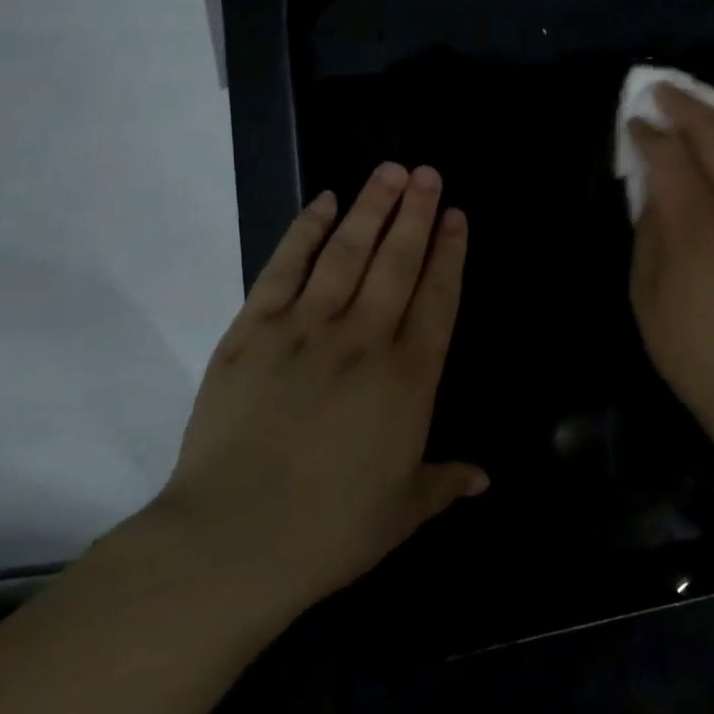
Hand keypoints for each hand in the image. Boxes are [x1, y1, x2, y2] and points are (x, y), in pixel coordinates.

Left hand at [150, 163, 484, 628]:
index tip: (456, 215)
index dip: (449, 253)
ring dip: (370, 207)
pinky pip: (283, 269)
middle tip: (427, 173)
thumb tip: (484, 478)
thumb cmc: (329, 531)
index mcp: (407, 378)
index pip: (437, 298)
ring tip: (389, 171)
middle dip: (416, 213)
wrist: (230, 542)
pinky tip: (323, 202)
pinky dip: (304, 232)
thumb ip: (444, 483)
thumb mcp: (402, 512)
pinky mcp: (252, 331)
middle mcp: (363, 340)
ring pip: (346, 252)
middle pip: (396, 261)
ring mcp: (304, 329)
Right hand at [628, 86, 713, 434]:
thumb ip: (647, 230)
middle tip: (663, 94)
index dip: (647, 133)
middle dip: (684, 104)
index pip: (669, 156)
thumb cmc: (694, 348)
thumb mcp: (645, 294)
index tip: (635, 125)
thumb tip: (653, 184)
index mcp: (698, 230)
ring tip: (712, 123)